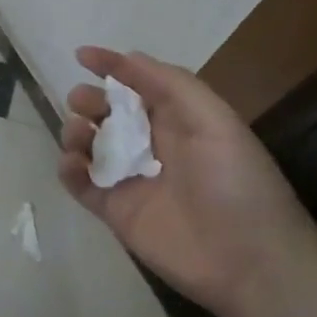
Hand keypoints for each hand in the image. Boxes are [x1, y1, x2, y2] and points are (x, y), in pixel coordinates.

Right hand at [57, 46, 316, 316]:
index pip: (137, 84)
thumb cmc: (235, 181)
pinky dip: (69, 169)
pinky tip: (74, 164)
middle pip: (106, 113)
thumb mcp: (213, 119)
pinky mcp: (114, 211)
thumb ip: (169, 83)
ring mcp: (130, 179)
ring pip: (88, 145)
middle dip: (89, 100)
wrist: (247, 260)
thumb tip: (127, 56)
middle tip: (83, 104)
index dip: (112, 67)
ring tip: (80, 135)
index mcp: (178, 119)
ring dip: (75, 131)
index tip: (82, 56)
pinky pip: (81, 183)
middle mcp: (151, 144)